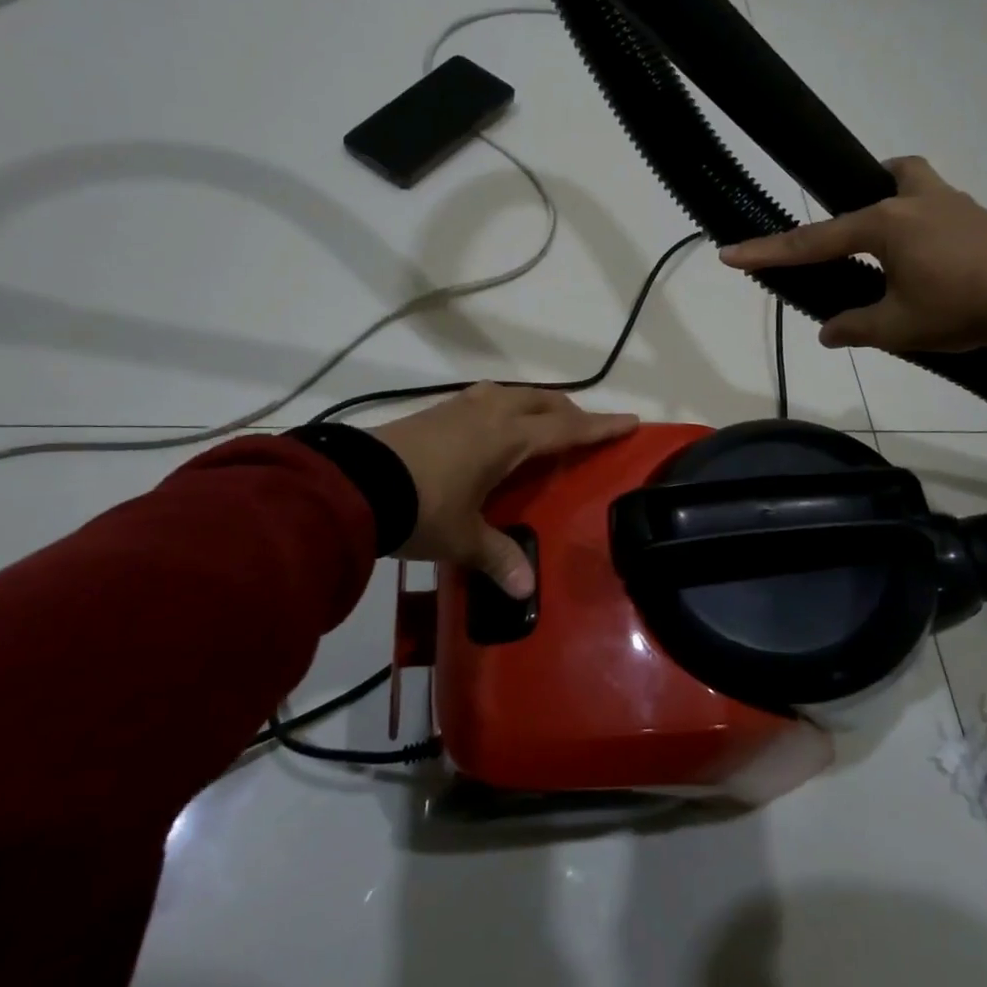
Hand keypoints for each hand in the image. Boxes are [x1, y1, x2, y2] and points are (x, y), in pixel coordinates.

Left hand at [373, 384, 636, 596]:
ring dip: (535, 404)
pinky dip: (506, 407)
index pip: (567, 429)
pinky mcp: (436, 411)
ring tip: (542, 422)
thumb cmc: (422, 508)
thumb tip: (525, 592)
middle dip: (569, 412)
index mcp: (509, 438)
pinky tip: (493, 425)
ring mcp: (460, 407)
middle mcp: (491, 414)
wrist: (356, 484)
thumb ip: (497, 559)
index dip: (600, 427)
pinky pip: (487, 400)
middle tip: (584, 428)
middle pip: (543, 402)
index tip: (630, 420)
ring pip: (513, 394)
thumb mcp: (463, 539)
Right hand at [720, 156, 986, 374]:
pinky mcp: (978, 217)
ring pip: (913, 181)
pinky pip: (937, 203)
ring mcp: (952, 204)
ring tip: (889, 241)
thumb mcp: (897, 327)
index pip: (813, 241)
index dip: (768, 251)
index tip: (729, 253)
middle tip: (849, 231)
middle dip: (855, 195)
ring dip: (894, 198)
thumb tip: (827, 331)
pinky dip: (922, 222)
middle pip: (878, 179)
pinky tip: (927, 257)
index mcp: (884, 224)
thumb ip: (855, 327)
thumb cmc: (960, 307)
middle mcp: (914, 202)